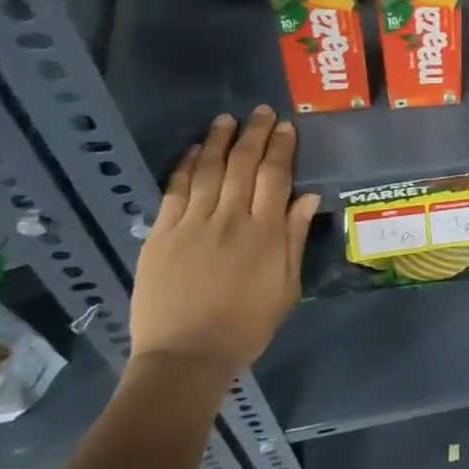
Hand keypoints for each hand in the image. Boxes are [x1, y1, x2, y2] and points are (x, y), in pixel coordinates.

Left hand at [127, 107, 320, 395]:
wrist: (186, 356)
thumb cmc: (247, 326)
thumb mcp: (286, 287)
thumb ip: (295, 239)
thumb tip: (307, 197)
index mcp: (265, 234)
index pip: (275, 177)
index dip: (282, 148)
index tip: (286, 126)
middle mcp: (229, 220)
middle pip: (242, 165)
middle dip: (254, 135)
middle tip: (261, 112)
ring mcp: (191, 225)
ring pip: (208, 171)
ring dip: (219, 141)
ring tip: (227, 119)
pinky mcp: (161, 235)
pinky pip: (174, 191)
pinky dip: (186, 166)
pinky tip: (194, 150)